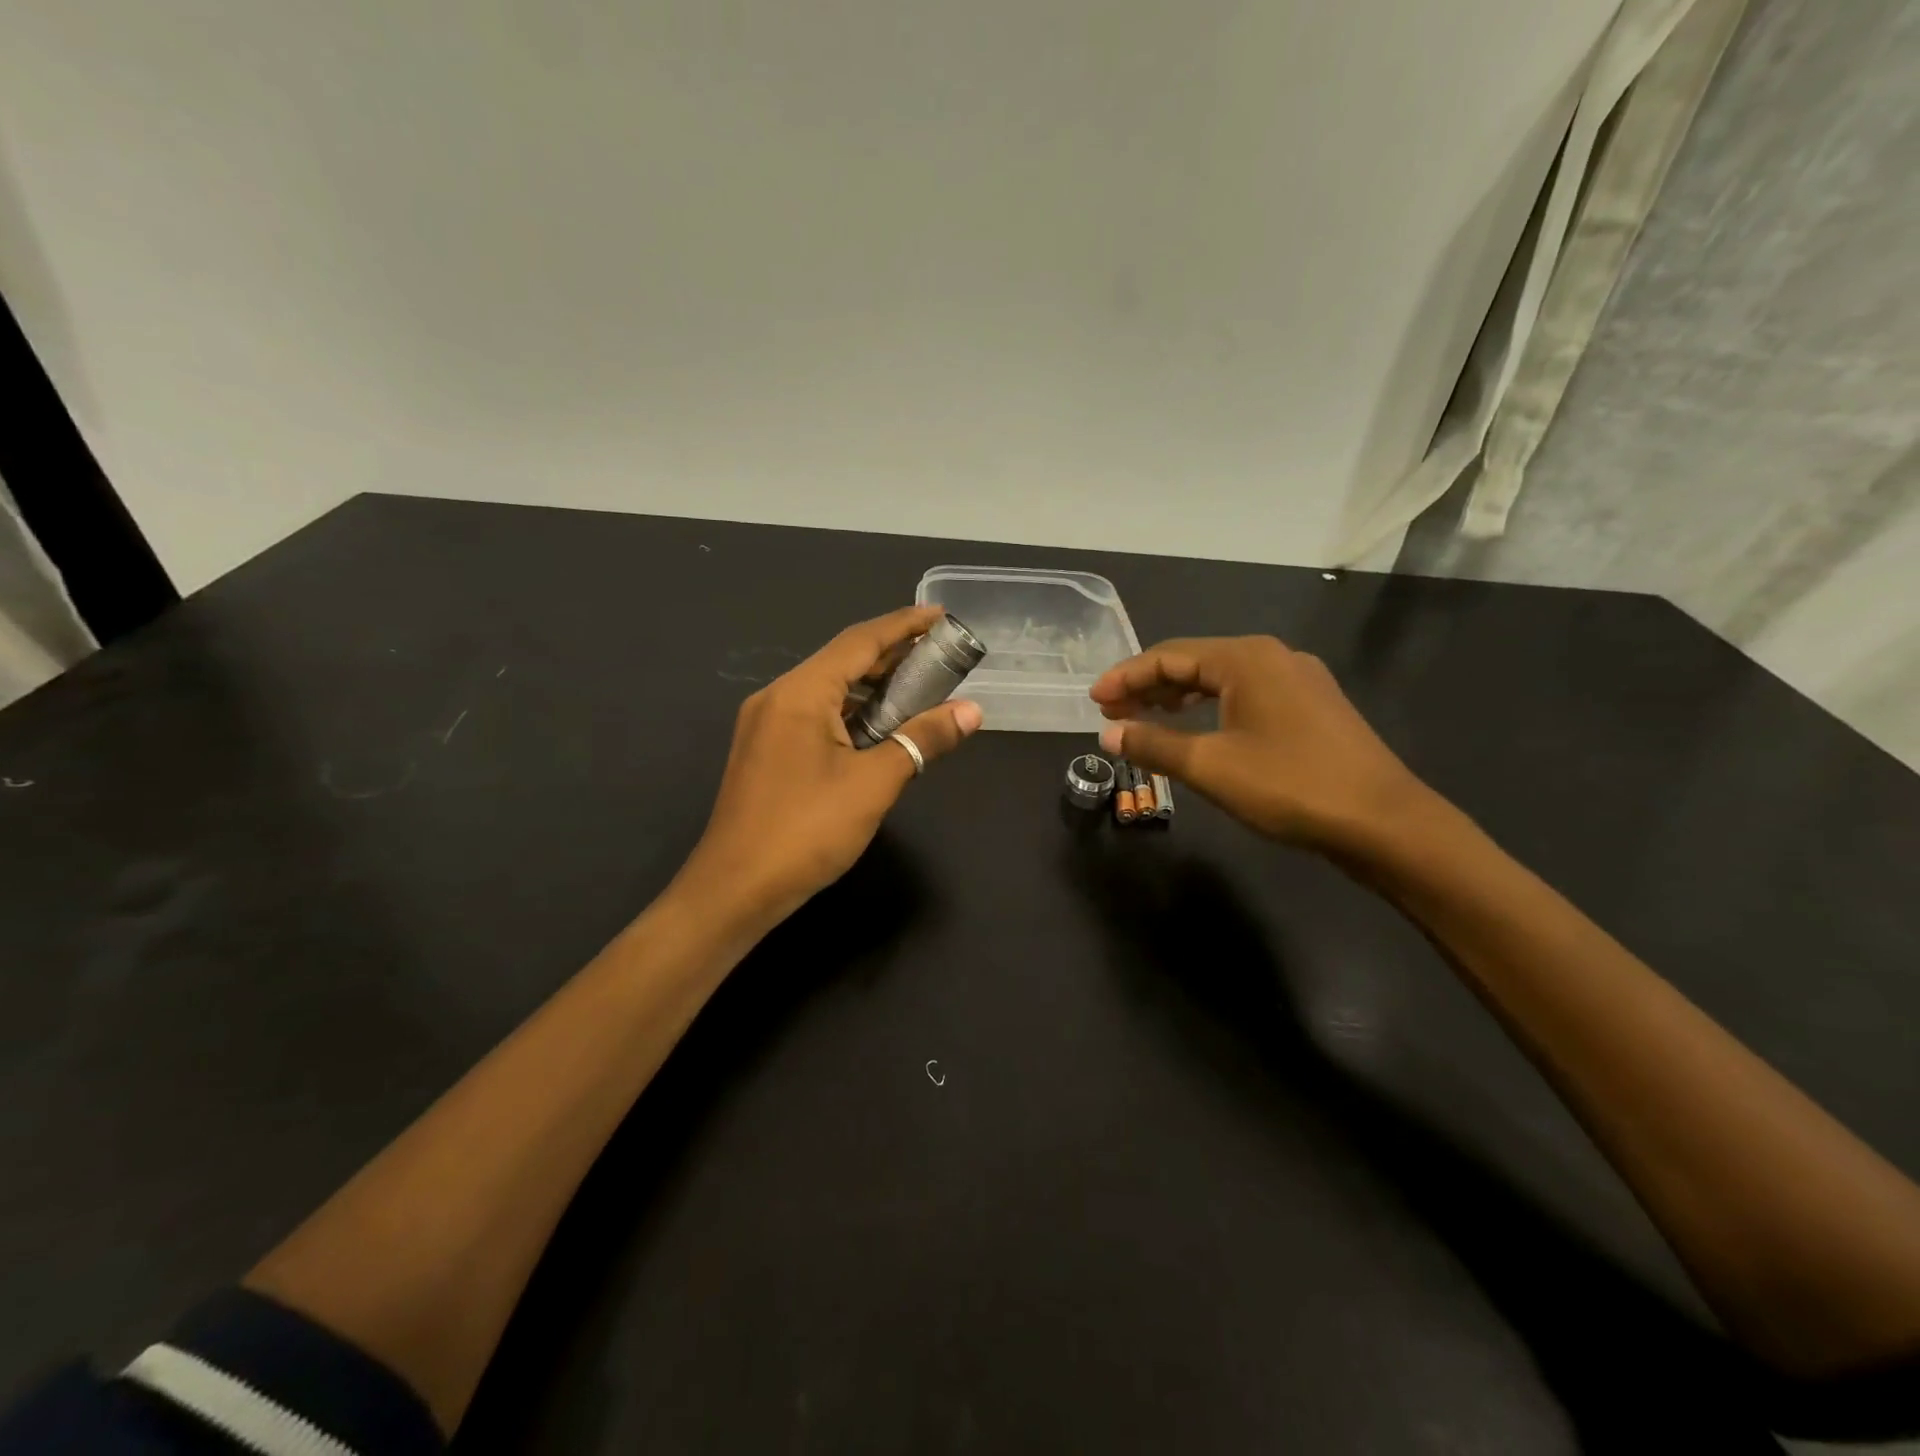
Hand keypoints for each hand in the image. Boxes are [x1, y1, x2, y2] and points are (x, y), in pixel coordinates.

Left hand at [681, 606, 983, 924]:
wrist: (735, 890)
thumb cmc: (807, 831)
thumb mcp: (874, 783)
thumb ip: (923, 739)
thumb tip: (971, 712)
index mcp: (800, 692)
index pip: (860, 642)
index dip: (903, 625)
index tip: (941, 616)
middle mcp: (778, 697)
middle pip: (842, 662)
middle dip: (892, 656)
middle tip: (940, 656)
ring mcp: (766, 725)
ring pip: (828, 690)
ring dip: (873, 688)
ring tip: (919, 689)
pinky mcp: (766, 751)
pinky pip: (815, 715)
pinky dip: (852, 713)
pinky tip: (879, 727)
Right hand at [1090, 636, 1425, 853]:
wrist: (1384, 822)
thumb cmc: (1290, 786)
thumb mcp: (1210, 766)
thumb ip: (1154, 745)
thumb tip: (1109, 734)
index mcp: (1246, 658)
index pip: (1169, 656)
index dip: (1126, 677)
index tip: (1094, 700)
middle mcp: (1272, 657)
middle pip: (1194, 663)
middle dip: (1149, 687)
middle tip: (1112, 713)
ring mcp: (1297, 680)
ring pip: (1221, 680)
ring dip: (1178, 698)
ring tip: (1143, 720)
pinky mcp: (1311, 707)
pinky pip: (1245, 696)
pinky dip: (1210, 709)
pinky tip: (1196, 730)